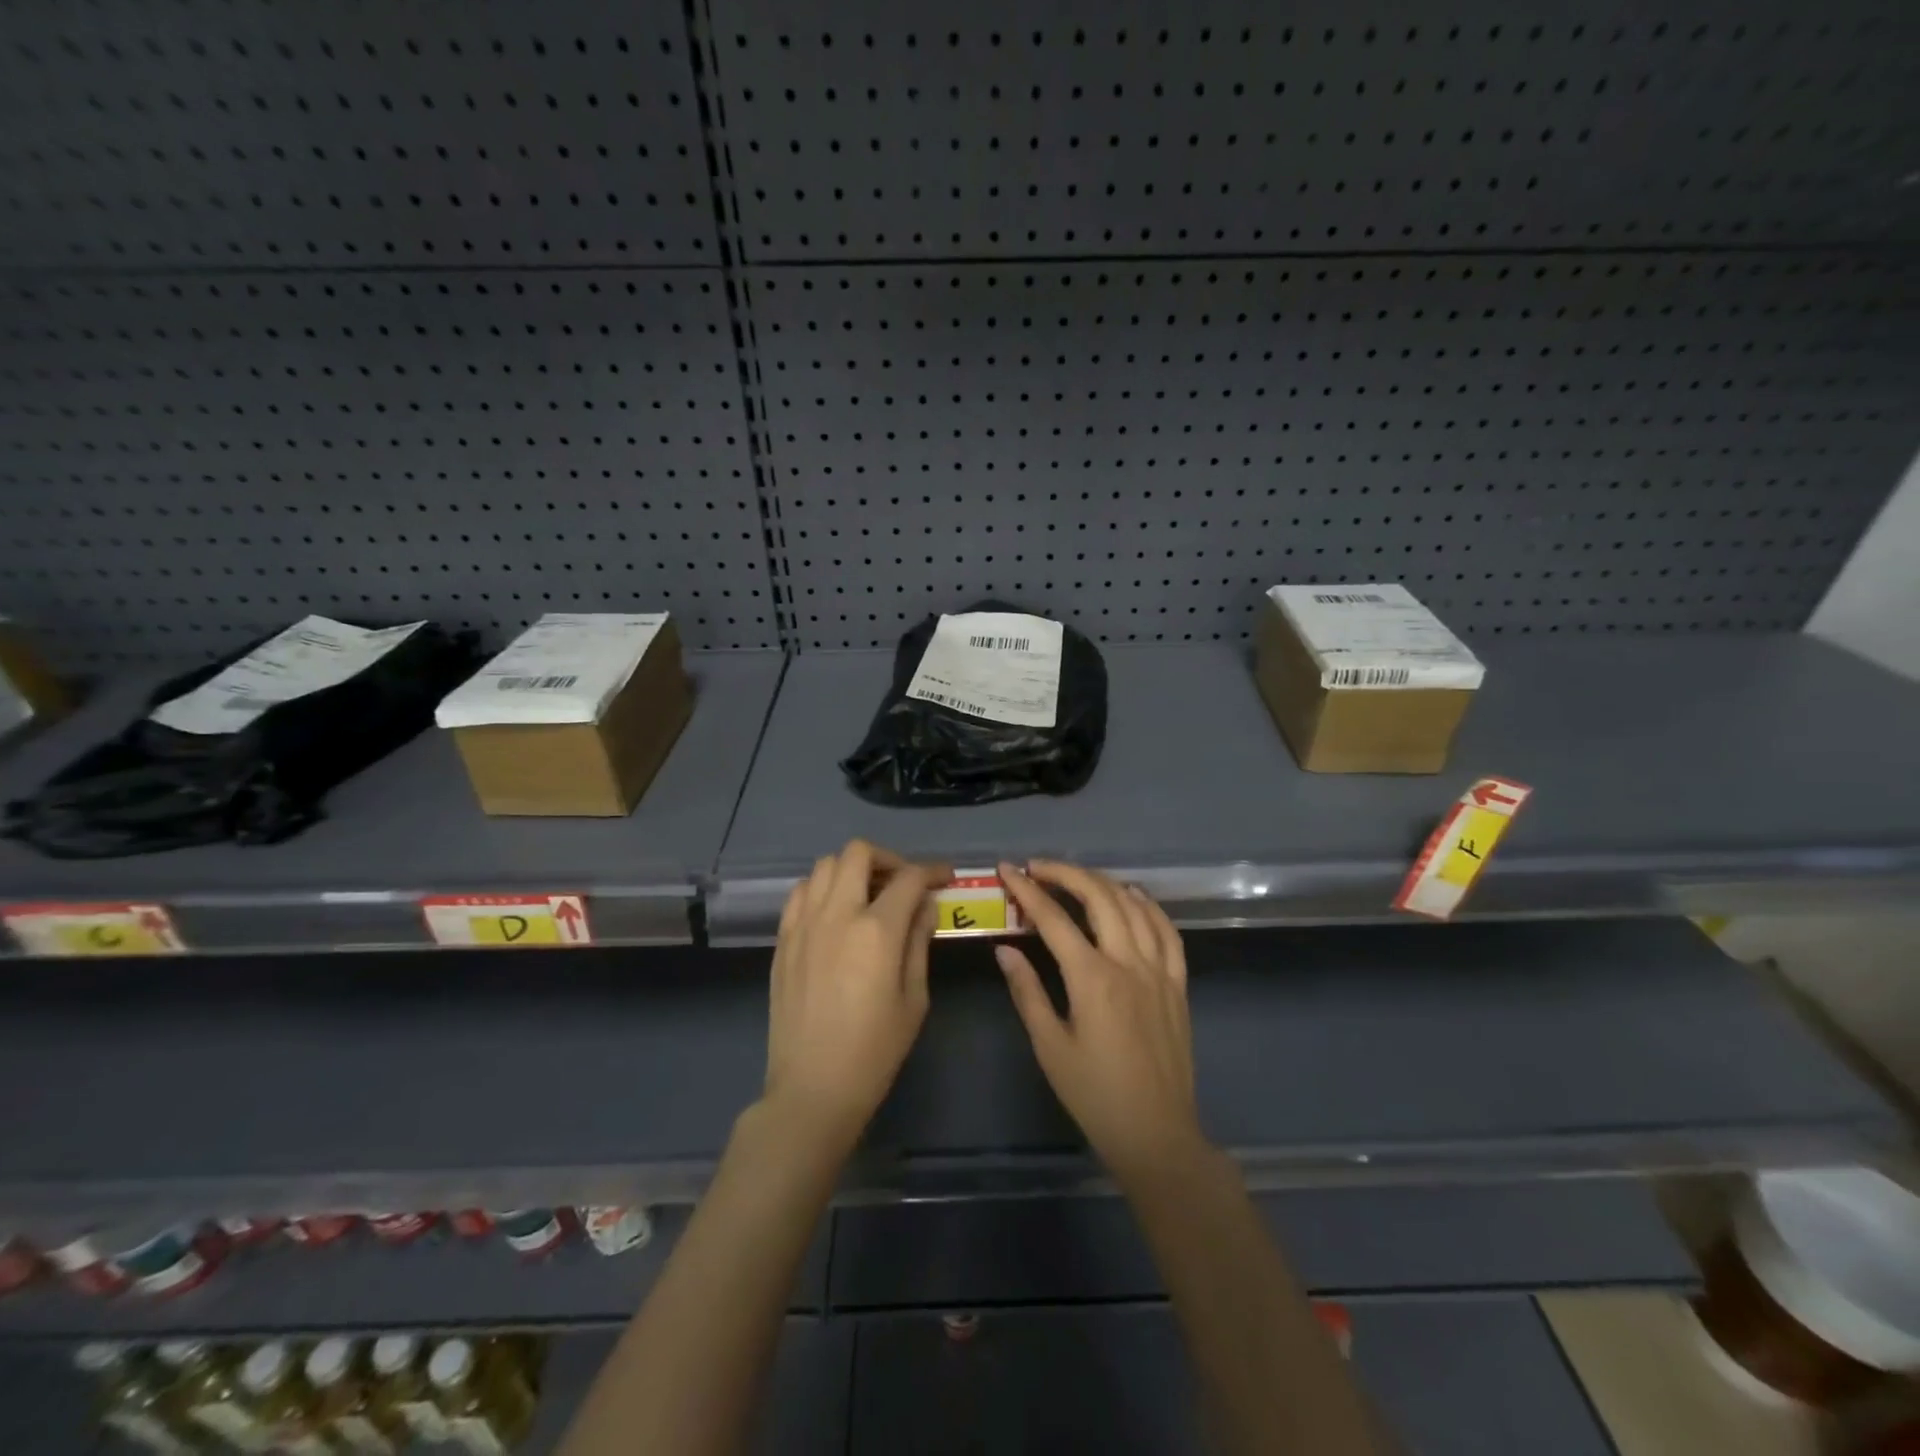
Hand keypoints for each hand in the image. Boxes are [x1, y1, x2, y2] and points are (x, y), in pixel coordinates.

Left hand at [763, 840, 947, 1149]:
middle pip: (858, 853)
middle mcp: (837, 914)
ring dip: (852, 869)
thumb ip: (919, 942)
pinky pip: (800, 892)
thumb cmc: (874, 1050)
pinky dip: (821, 887)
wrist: (812, 1088)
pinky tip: (835, 911)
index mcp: (876, 930)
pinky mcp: (783, 939)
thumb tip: (925, 906)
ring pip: (824, 865)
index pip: (909, 879)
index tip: (944, 877)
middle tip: (903, 882)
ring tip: (868, 893)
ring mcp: (803, 924)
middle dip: (888, 858)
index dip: (932, 871)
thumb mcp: (913, 998)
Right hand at [996, 861, 1204, 1184]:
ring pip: (1133, 906)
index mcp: (1092, 979)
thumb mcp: (1050, 1047)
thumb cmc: (1094, 1095)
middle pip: (1099, 897)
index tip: (1007, 870)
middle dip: (1065, 873)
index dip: (1027, 890)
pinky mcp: (1178, 983)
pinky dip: (1148, 905)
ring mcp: (1159, 970)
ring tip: (1075, 877)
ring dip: (1102, 882)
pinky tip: (1132, 896)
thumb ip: (1027, 992)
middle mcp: (1129, 963)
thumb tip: (1005, 949)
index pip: (1054, 919)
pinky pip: (1167, 931)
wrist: (1156, 1133)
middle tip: (1038, 867)